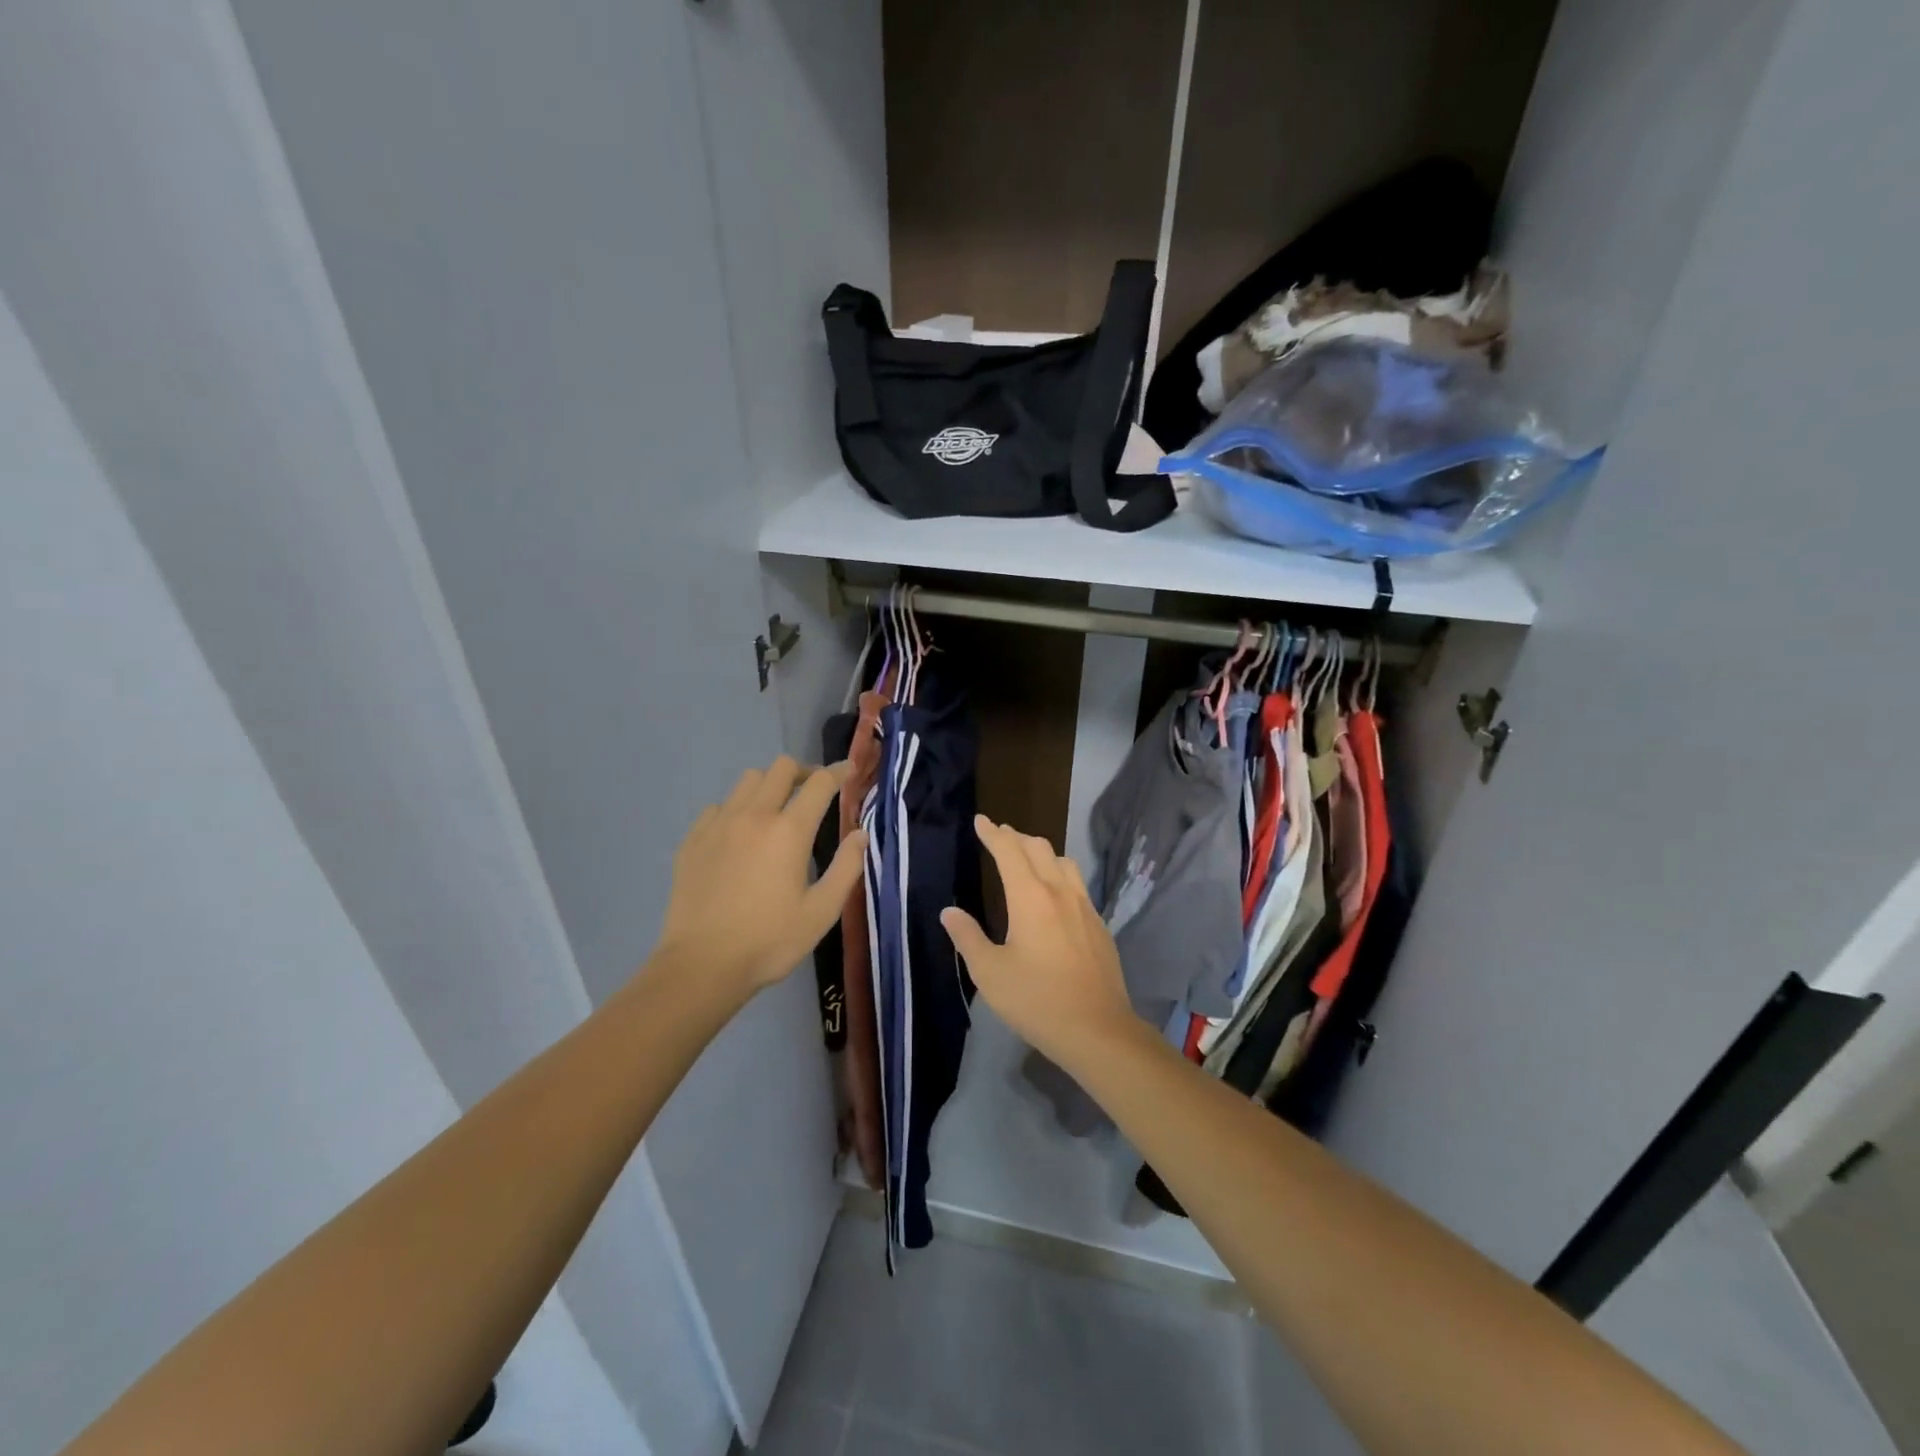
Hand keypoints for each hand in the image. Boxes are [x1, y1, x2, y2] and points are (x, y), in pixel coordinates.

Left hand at [653, 756, 865, 1005]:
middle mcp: (753, 816)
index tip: (850, 771)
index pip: (820, 783)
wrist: (702, 965)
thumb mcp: (822, 911)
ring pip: (747, 781)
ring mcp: (718, 825)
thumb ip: (846, 867)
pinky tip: (739, 836)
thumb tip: (860, 834)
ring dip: (769, 787)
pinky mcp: (693, 839)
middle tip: (813, 793)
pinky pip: (718, 806)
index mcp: (789, 831)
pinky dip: (736, 809)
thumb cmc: (769, 941)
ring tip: (776, 811)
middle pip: (781, 768)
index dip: (840, 772)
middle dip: (803, 773)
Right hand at [941, 816, 1136, 1069]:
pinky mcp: (1098, 924)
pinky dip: (1059, 873)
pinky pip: (1077, 883)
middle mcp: (1059, 892)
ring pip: (1063, 861)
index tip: (981, 821)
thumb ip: (968, 937)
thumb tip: (949, 912)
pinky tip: (1055, 893)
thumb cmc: (1036, 1000)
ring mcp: (1084, 906)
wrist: (1097, 1029)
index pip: (1009, 851)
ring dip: (1041, 851)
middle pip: (1038, 848)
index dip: (993, 833)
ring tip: (1027, 857)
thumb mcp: (989, 973)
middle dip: (1015, 837)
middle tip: (999, 835)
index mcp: (1030, 897)